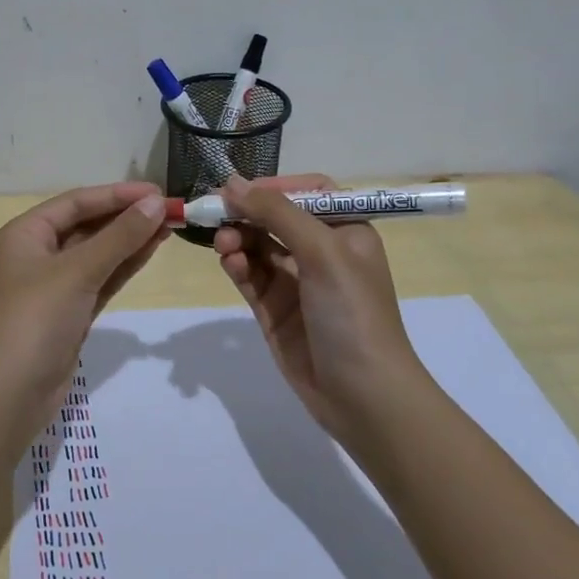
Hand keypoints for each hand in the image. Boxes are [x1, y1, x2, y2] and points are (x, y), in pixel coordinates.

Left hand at [0, 182, 169, 409]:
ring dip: (129, 240)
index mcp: (24, 234)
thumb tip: (155, 204)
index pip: (76, 202)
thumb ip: (118, 237)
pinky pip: (99, 279)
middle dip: (126, 217)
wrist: (9, 395)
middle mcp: (35, 254)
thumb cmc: (34, 321)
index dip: (117, 194)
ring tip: (168, 226)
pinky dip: (123, 266)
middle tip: (170, 210)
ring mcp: (52, 286)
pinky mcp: (68, 313)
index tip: (157, 192)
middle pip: (86, 226)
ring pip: (96, 253)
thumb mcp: (77, 272)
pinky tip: (150, 251)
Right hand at [211, 174, 419, 437]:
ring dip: (238, 239)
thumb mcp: (322, 252)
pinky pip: (250, 277)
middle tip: (215, 214)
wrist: (363, 395)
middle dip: (246, 214)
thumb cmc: (352, 313)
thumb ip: (277, 213)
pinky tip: (230, 263)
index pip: (307, 192)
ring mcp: (296, 283)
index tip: (239, 189)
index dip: (274, 187)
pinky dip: (237, 266)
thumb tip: (232, 183)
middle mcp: (321, 253)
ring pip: (257, 247)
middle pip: (275, 218)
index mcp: (346, 231)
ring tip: (224, 244)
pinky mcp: (274, 311)